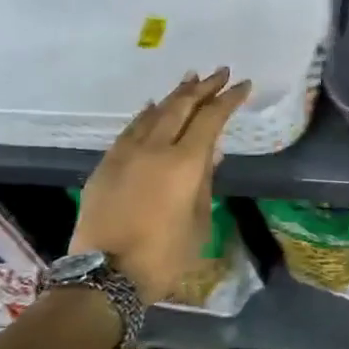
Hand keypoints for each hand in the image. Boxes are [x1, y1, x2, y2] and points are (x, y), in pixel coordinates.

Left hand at [71, 68, 250, 304]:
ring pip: (153, 113)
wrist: (105, 276)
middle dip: (203, 87)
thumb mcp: (199, 221)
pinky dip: (147, 115)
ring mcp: (126, 154)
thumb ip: (204, 181)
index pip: (211, 119)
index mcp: (184, 163)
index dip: (228, 99)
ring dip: (174, 95)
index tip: (243, 85)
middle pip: (181, 106)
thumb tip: (209, 153)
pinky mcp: (106, 165)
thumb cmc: (164, 255)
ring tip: (189, 80)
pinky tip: (152, 108)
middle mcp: (154, 149)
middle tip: (219, 72)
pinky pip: (131, 129)